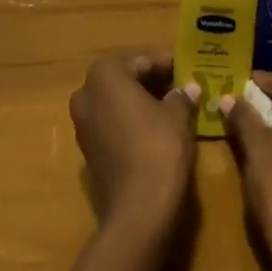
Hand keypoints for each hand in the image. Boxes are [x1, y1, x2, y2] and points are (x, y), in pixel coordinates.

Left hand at [68, 54, 197, 236]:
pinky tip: (156, 129)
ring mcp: (82, 123)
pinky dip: (131, 121)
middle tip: (182, 85)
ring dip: (141, 101)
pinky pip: (112, 124)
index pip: (141, 61)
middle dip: (152, 81)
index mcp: (105, 74)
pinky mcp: (88, 150)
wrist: (139, 209)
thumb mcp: (178, 115)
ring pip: (116, 102)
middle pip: (125, 79)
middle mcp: (86, 93)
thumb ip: (181, 96)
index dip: (166, 64)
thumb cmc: (158, 147)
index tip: (187, 69)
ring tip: (173, 106)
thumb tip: (189, 88)